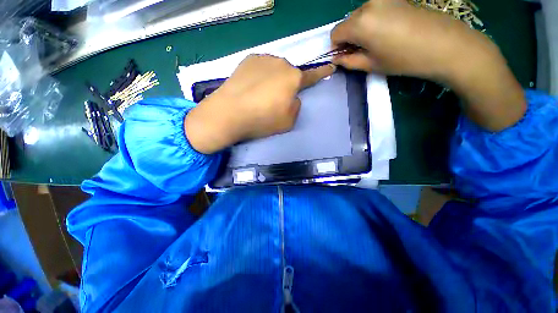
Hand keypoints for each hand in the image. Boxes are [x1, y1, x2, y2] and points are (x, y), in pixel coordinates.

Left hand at [185, 54, 335, 153]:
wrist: (229, 113)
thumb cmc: (262, 120)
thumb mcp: (288, 121)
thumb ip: (296, 106)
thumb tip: (292, 97)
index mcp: (293, 78)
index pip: (312, 76)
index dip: (321, 73)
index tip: (330, 67)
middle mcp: (280, 63)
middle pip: (290, 74)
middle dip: (287, 85)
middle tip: (276, 100)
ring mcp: (262, 59)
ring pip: (275, 70)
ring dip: (273, 80)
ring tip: (261, 95)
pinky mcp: (247, 60)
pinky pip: (261, 68)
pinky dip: (261, 76)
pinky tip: (252, 88)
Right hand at [332, 0, 525, 130]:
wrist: (445, 45)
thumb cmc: (403, 59)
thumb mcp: (371, 65)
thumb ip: (349, 61)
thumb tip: (337, 58)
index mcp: (359, 23)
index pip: (335, 33)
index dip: (336, 47)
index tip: (344, 56)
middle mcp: (368, 5)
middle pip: (347, 23)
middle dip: (348, 38)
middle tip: (361, 52)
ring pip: (360, 16)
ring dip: (360, 30)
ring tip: (375, 43)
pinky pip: (373, 11)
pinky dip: (372, 22)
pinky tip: (385, 33)